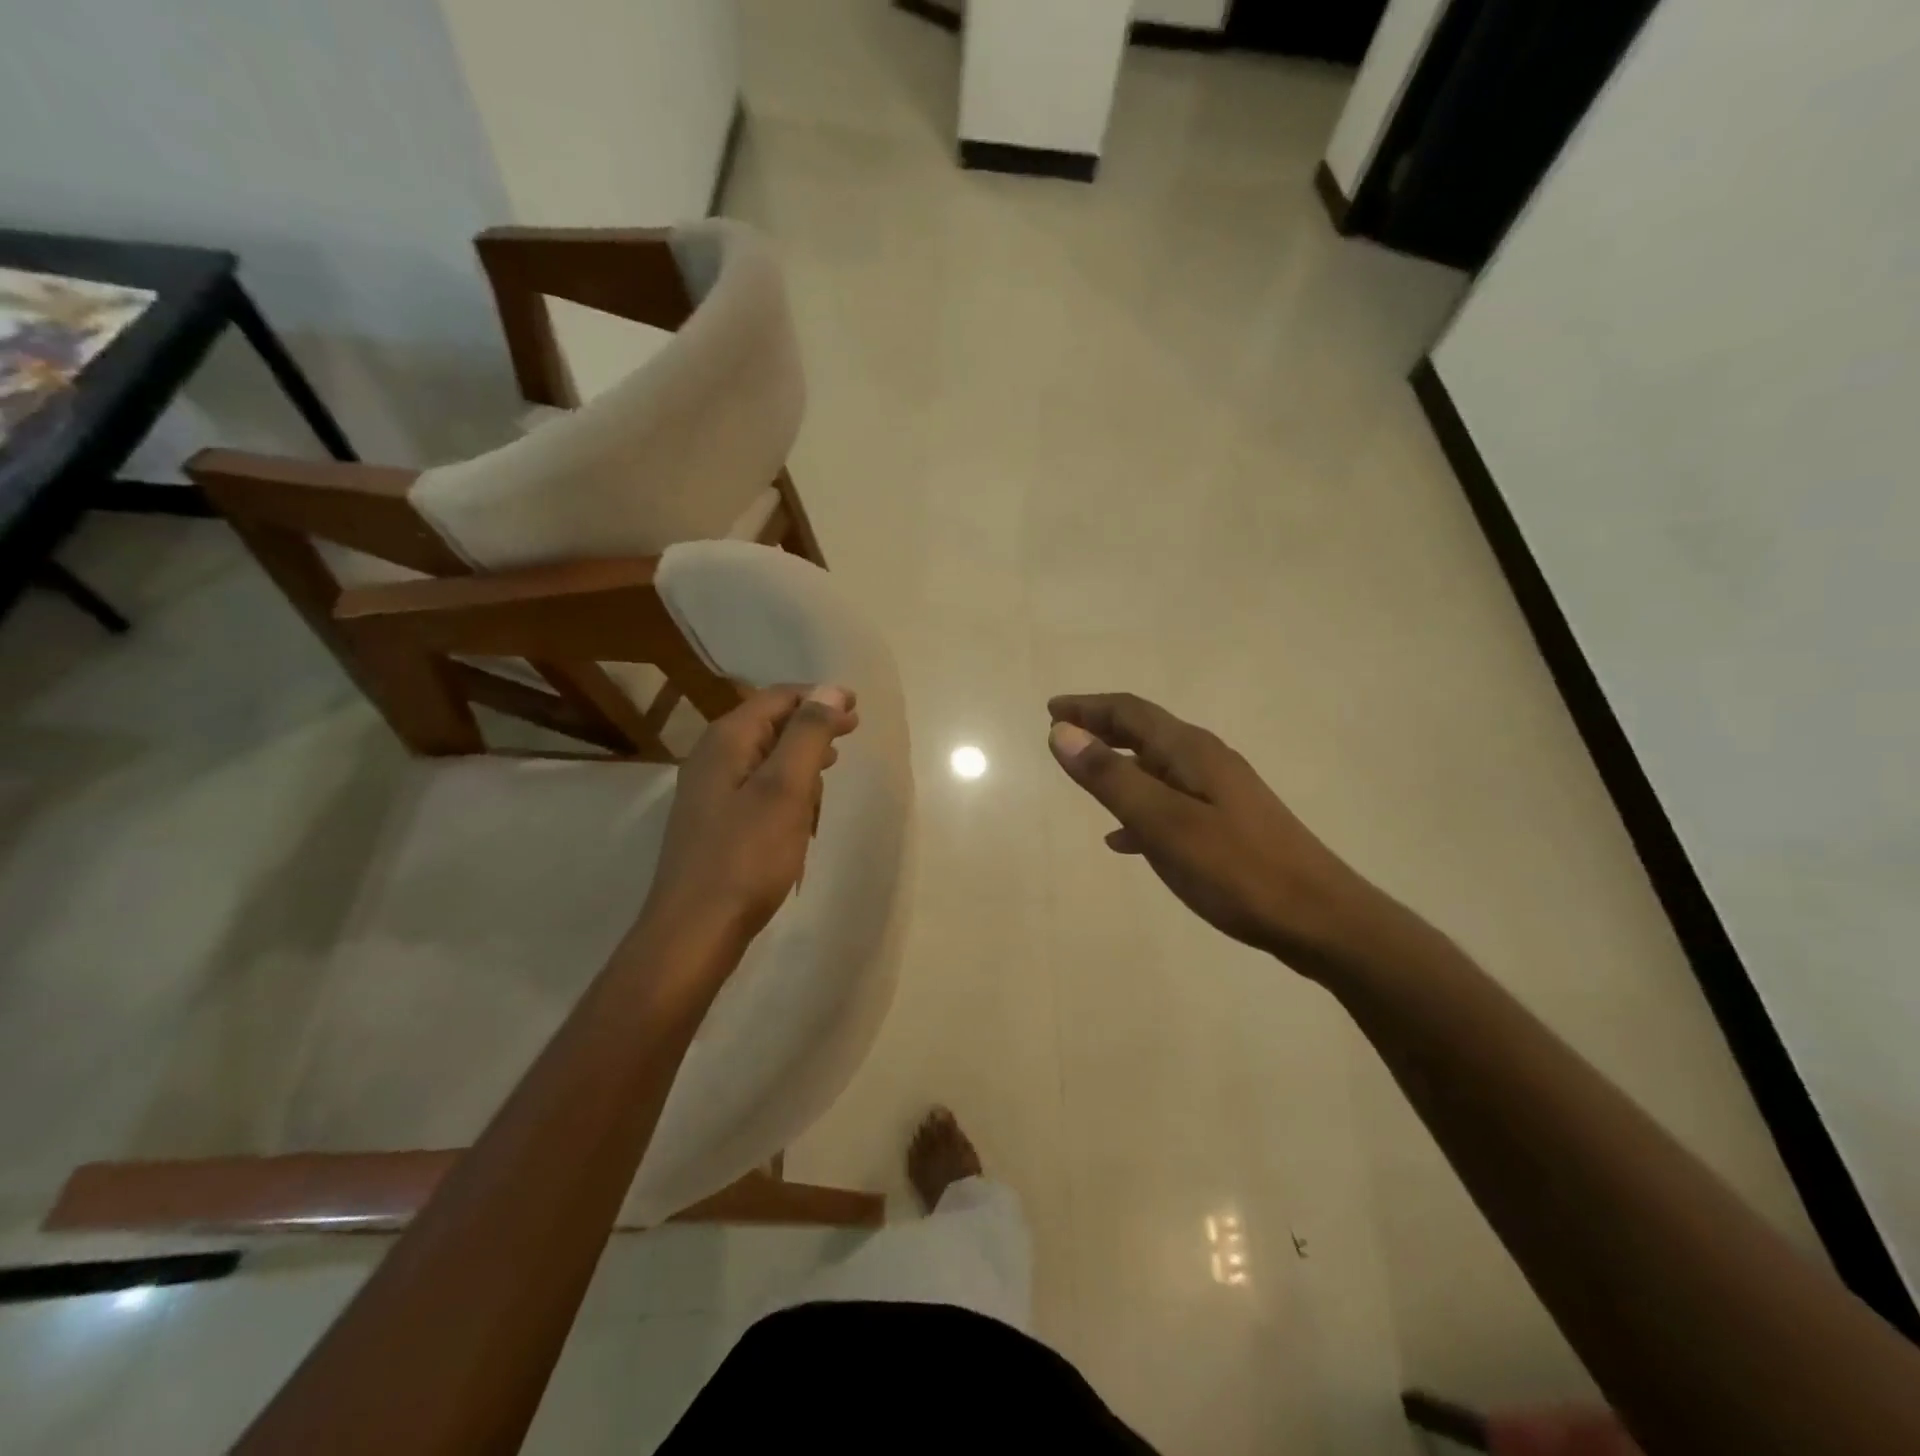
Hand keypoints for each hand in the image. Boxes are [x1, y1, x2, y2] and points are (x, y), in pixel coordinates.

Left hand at [640, 684, 858, 945]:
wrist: (695, 931)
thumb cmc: (746, 857)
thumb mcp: (785, 790)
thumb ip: (808, 735)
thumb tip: (829, 689)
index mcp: (726, 742)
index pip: (775, 698)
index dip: (817, 697)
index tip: (855, 705)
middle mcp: (711, 760)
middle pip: (768, 725)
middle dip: (811, 725)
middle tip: (850, 731)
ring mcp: (710, 795)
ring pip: (764, 759)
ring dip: (800, 758)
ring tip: (831, 766)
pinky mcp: (716, 825)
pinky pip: (757, 790)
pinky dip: (785, 789)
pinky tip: (802, 810)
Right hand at [1047, 692, 1389, 974]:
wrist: (1320, 919)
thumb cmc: (1237, 870)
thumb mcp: (1164, 824)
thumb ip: (1111, 778)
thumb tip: (1061, 732)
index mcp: (1191, 752)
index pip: (1130, 712)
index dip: (1088, 707)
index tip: (1050, 709)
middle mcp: (1206, 761)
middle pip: (1145, 732)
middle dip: (1101, 728)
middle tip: (1061, 732)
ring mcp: (1220, 792)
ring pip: (1156, 767)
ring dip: (1117, 765)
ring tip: (1084, 777)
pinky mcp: (1227, 824)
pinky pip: (1170, 801)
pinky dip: (1139, 806)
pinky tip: (1124, 838)